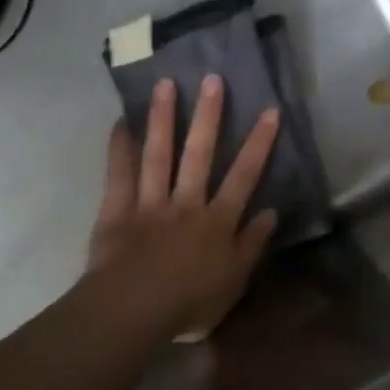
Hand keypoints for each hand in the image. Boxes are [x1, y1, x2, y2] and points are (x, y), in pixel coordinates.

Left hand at [86, 75, 279, 342]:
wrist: (134, 311)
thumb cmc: (189, 304)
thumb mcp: (234, 281)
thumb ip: (252, 244)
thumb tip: (271, 211)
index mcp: (218, 221)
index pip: (244, 176)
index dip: (258, 143)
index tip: (269, 111)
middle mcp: (187, 203)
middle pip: (200, 154)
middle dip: (209, 116)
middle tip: (212, 78)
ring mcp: (150, 203)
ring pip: (159, 155)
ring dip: (164, 119)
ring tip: (166, 85)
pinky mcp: (118, 210)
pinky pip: (118, 174)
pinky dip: (119, 147)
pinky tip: (122, 121)